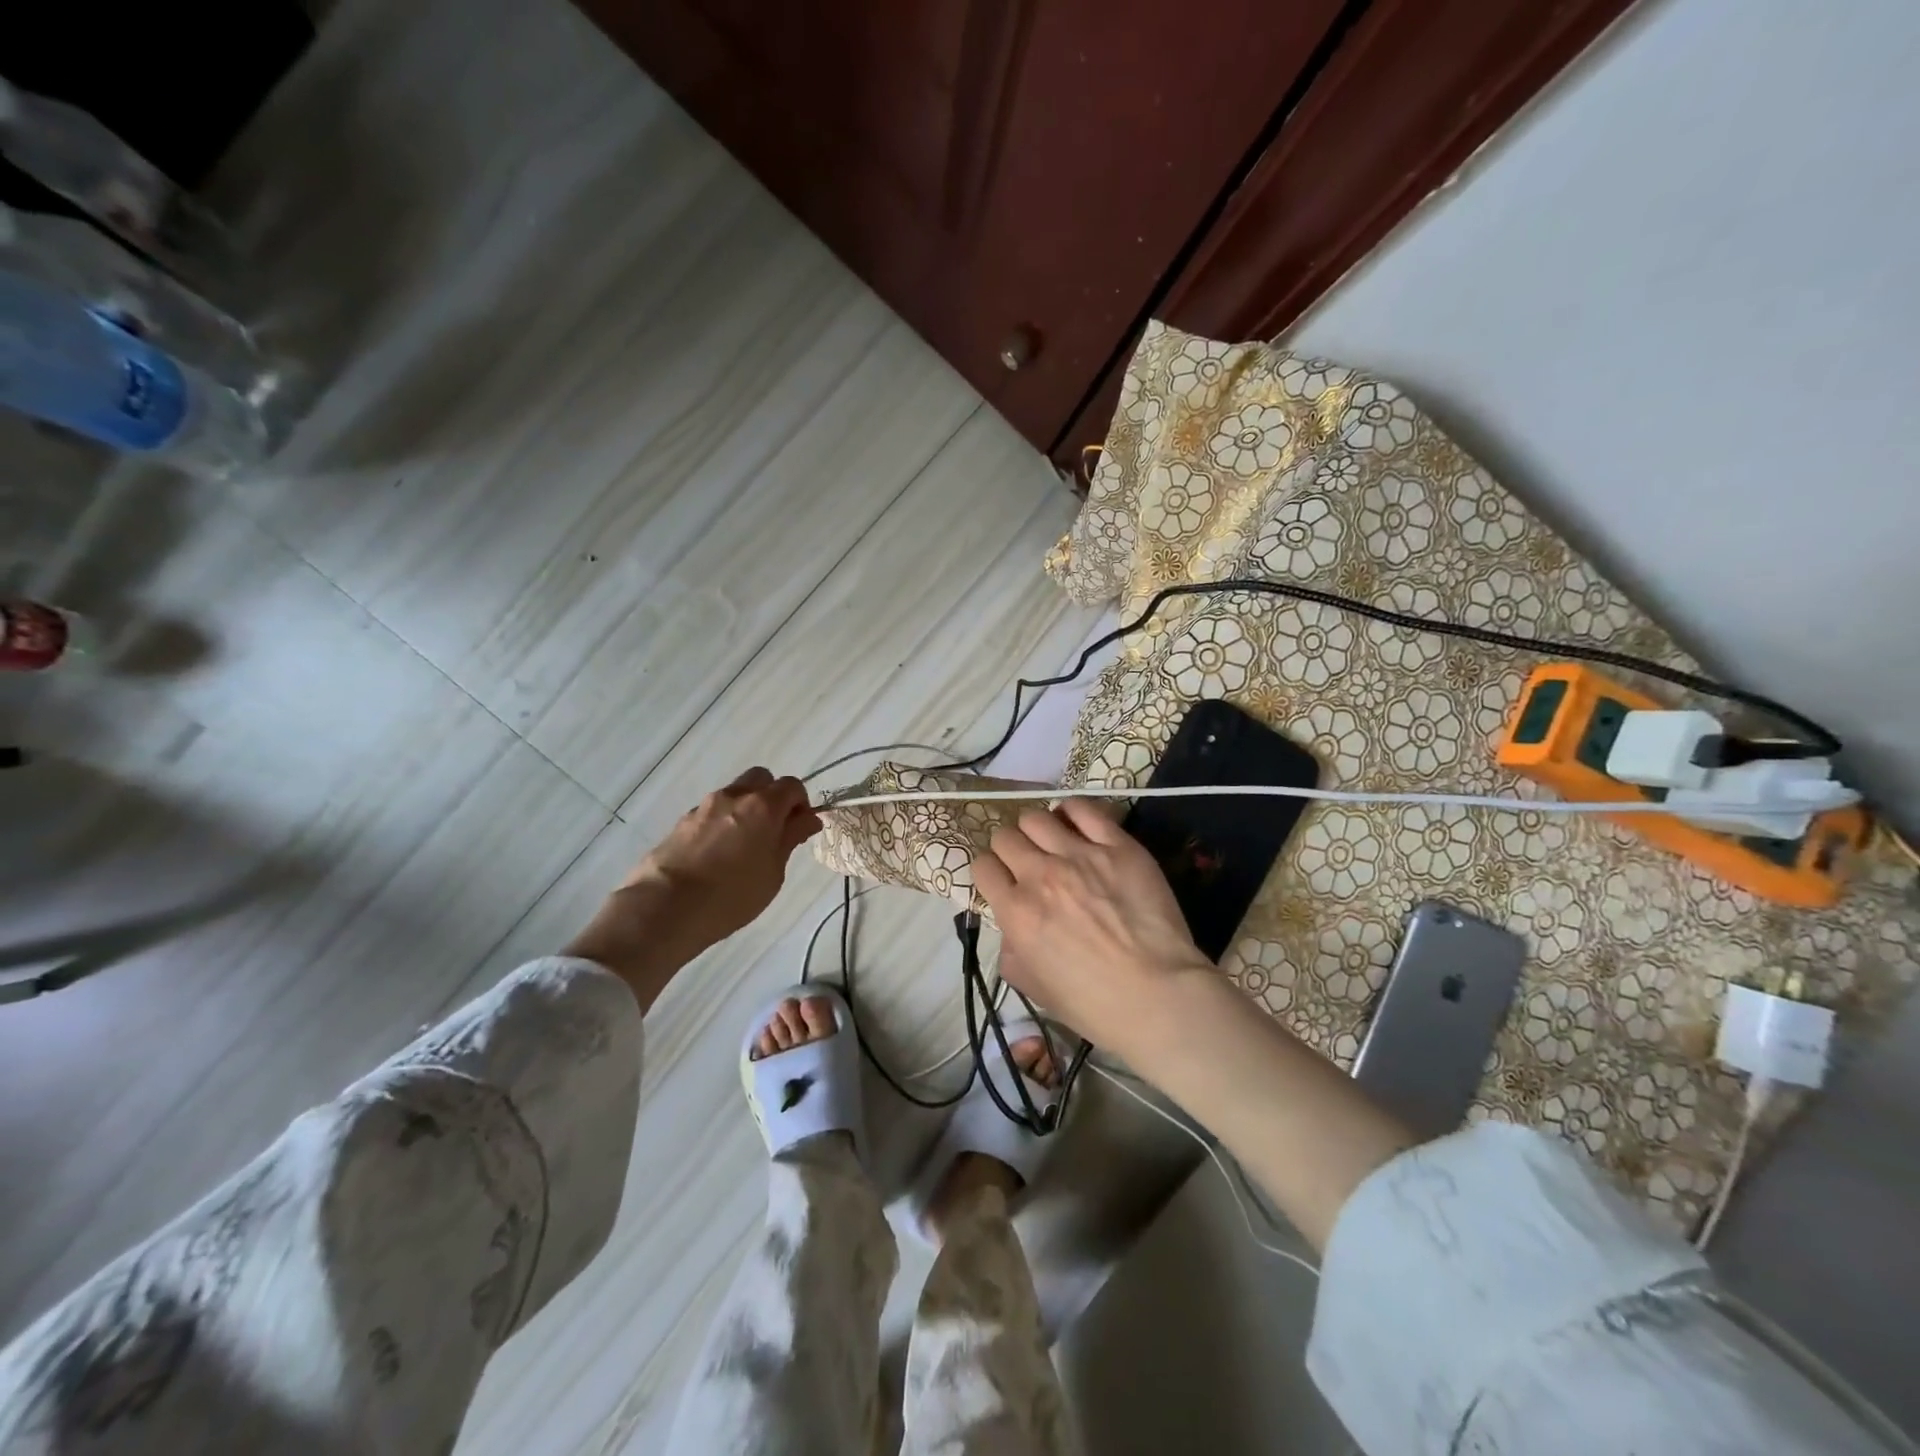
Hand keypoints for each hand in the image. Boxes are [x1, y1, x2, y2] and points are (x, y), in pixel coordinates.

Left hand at [624, 767, 819, 947]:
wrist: (665, 907)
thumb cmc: (732, 895)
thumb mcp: (773, 872)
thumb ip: (789, 839)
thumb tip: (807, 819)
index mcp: (763, 806)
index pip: (792, 786)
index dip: (801, 804)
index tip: (800, 829)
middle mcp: (733, 797)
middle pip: (760, 779)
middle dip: (772, 797)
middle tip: (774, 830)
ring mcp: (703, 807)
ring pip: (733, 795)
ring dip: (745, 810)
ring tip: (743, 847)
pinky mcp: (681, 822)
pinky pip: (711, 813)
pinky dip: (721, 824)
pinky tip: (717, 855)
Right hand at [972, 798, 1210, 1055]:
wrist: (1158, 995)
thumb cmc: (1093, 1003)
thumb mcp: (1032, 987)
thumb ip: (1010, 950)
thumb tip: (1010, 925)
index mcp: (1016, 911)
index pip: (982, 866)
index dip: (991, 873)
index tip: (1003, 881)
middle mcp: (1040, 875)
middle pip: (1005, 836)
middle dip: (1010, 849)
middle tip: (1027, 863)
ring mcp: (1080, 855)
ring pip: (1036, 817)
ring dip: (1036, 830)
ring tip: (1052, 843)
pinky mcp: (1117, 846)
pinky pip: (1083, 809)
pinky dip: (1071, 811)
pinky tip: (1075, 824)